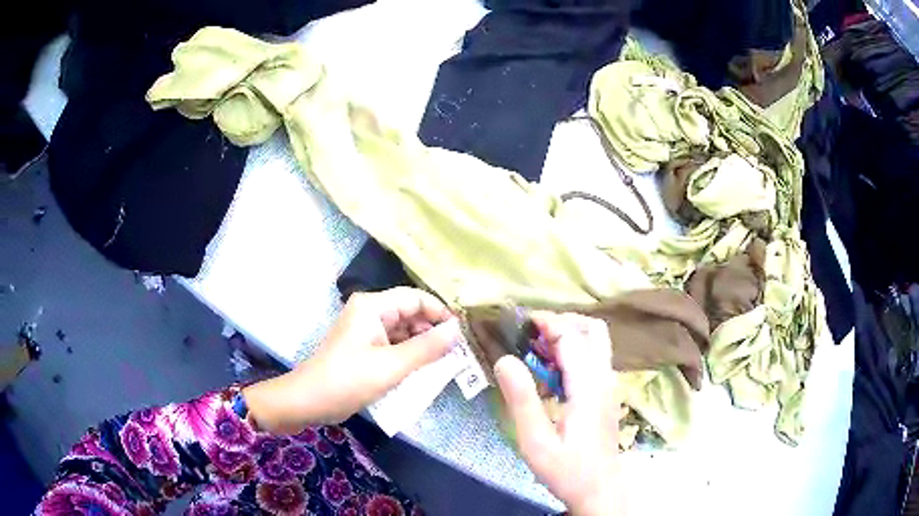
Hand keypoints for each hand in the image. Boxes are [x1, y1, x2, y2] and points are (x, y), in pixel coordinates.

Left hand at [244, 287, 460, 433]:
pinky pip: (393, 345)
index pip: (416, 298)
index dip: (441, 313)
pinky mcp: (364, 347)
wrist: (308, 401)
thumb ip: (427, 348)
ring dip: (422, 346)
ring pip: (403, 331)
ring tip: (445, 365)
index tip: (463, 335)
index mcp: (373, 306)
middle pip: (410, 313)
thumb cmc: (348, 380)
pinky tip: (423, 371)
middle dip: (433, 332)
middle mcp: (370, 312)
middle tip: (458, 354)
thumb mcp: (391, 366)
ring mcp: (366, 330)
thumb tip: (458, 331)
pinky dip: (409, 356)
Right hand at [495, 312, 621, 515]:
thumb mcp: (536, 441)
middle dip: (563, 321)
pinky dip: (575, 349)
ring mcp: (609, 385)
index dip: (546, 322)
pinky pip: (595, 356)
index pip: (571, 337)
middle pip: (593, 329)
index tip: (520, 321)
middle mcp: (604, 378)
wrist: (600, 489)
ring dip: (570, 333)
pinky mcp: (607, 394)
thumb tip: (504, 359)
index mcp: (587, 387)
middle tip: (532, 333)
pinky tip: (552, 370)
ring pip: (597, 340)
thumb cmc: (567, 470)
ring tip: (538, 348)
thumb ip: (522, 400)